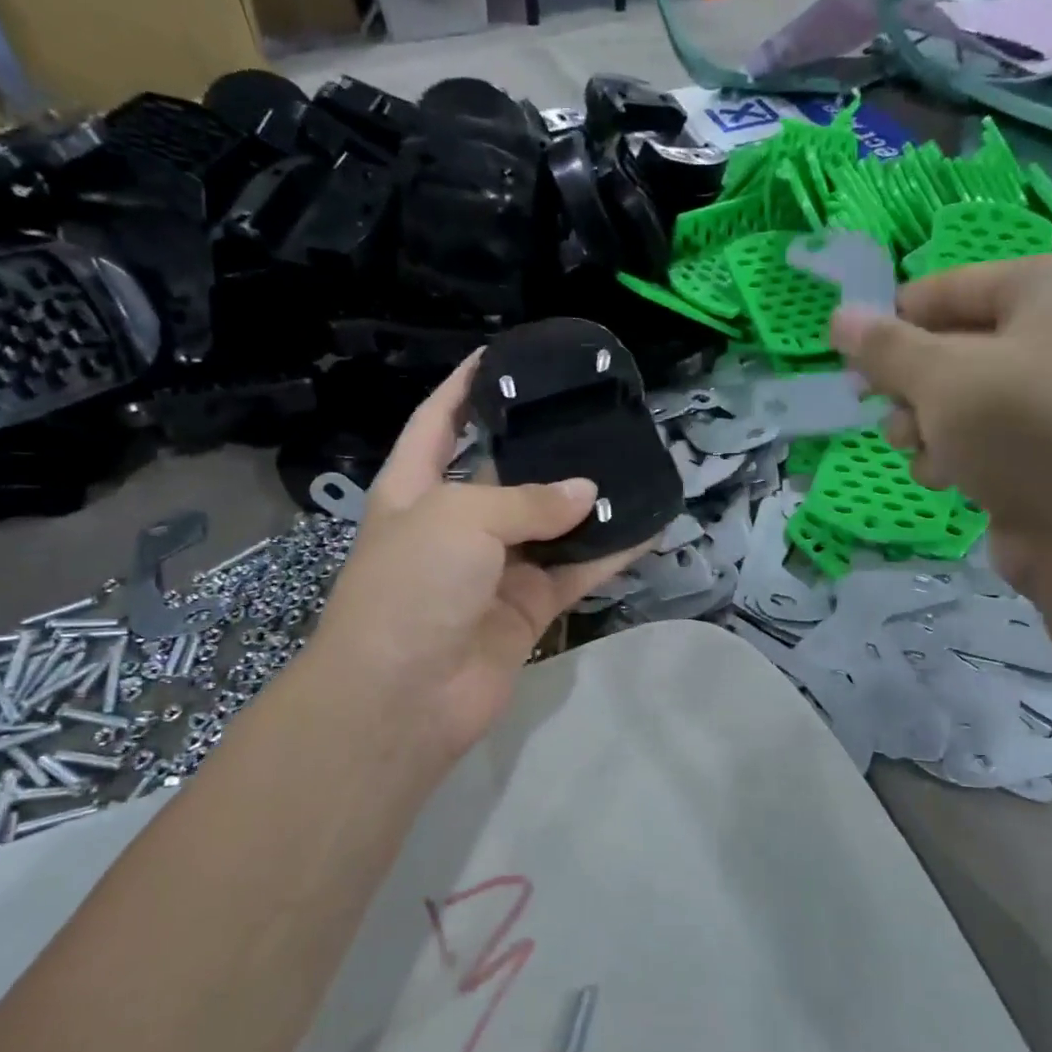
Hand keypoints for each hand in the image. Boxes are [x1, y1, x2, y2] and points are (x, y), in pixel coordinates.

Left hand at [301, 352, 647, 767]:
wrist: (403, 696)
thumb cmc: (412, 584)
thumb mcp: (461, 518)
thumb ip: (528, 500)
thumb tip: (586, 494)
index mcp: (414, 488)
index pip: (438, 422)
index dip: (465, 387)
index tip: (503, 355)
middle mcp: (454, 525)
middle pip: (504, 472)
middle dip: (543, 445)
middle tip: (593, 412)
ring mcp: (492, 570)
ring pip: (550, 526)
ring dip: (587, 503)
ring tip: (633, 462)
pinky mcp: (526, 609)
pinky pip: (574, 572)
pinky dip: (608, 554)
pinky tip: (647, 526)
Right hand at [827, 254, 1051, 589]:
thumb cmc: (1024, 432)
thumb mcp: (941, 378)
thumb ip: (884, 347)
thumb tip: (839, 317)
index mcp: (1049, 285)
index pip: (941, 290)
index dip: (891, 327)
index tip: (851, 367)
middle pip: (945, 345)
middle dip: (907, 386)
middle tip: (883, 410)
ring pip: (953, 395)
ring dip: (921, 425)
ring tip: (919, 448)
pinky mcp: (1043, 444)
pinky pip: (976, 433)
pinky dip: (951, 453)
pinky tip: (948, 477)